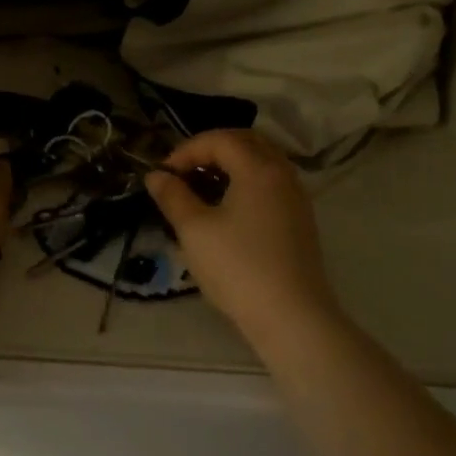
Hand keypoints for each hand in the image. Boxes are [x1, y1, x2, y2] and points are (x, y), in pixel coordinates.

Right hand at [145, 129, 337, 338]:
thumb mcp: (194, 230)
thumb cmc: (238, 267)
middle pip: (246, 142)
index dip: (187, 150)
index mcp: (259, 168)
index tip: (164, 173)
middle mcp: (282, 174)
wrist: (291, 316)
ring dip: (229, 166)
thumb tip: (156, 176)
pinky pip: (270, 184)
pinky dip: (245, 183)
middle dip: (211, 150)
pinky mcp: (299, 220)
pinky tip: (226, 210)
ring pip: (261, 163)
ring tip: (201, 189)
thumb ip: (173, 196)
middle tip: (183, 172)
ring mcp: (296, 198)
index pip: (220, 139)